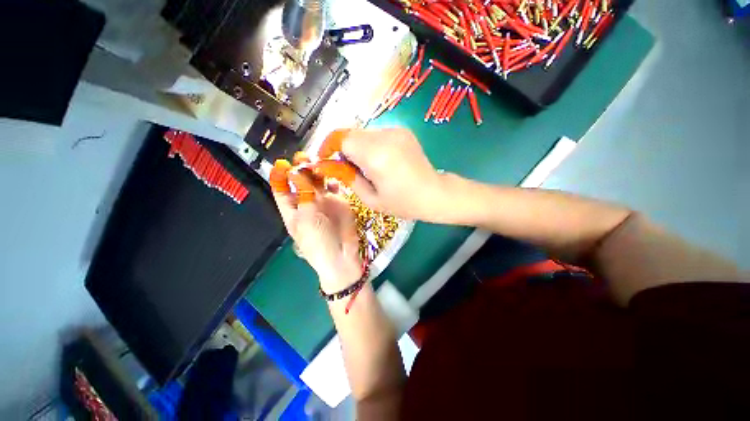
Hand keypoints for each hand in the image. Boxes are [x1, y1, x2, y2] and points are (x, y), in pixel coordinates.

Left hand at [270, 158, 362, 291]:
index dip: (280, 176)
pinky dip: (333, 178)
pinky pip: (334, 185)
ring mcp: (323, 201)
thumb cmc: (318, 241)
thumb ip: (302, 193)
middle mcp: (306, 203)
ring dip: (317, 171)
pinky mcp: (339, 201)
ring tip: (318, 161)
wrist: (341, 254)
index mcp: (292, 210)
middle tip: (304, 157)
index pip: (281, 190)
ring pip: (317, 181)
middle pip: (300, 181)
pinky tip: (333, 172)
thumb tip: (294, 170)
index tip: (282, 163)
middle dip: (300, 169)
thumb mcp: (306, 217)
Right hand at [317, 128, 447, 221]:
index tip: (325, 158)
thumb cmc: (403, 203)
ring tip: (367, 167)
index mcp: (376, 156)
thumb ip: (348, 179)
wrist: (435, 193)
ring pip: (363, 133)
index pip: (342, 138)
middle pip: (351, 134)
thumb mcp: (371, 199)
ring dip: (358, 147)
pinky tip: (381, 161)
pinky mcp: (403, 131)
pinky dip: (371, 145)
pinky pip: (377, 134)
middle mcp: (385, 137)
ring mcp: (396, 131)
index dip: (328, 146)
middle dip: (343, 149)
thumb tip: (330, 165)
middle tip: (347, 168)